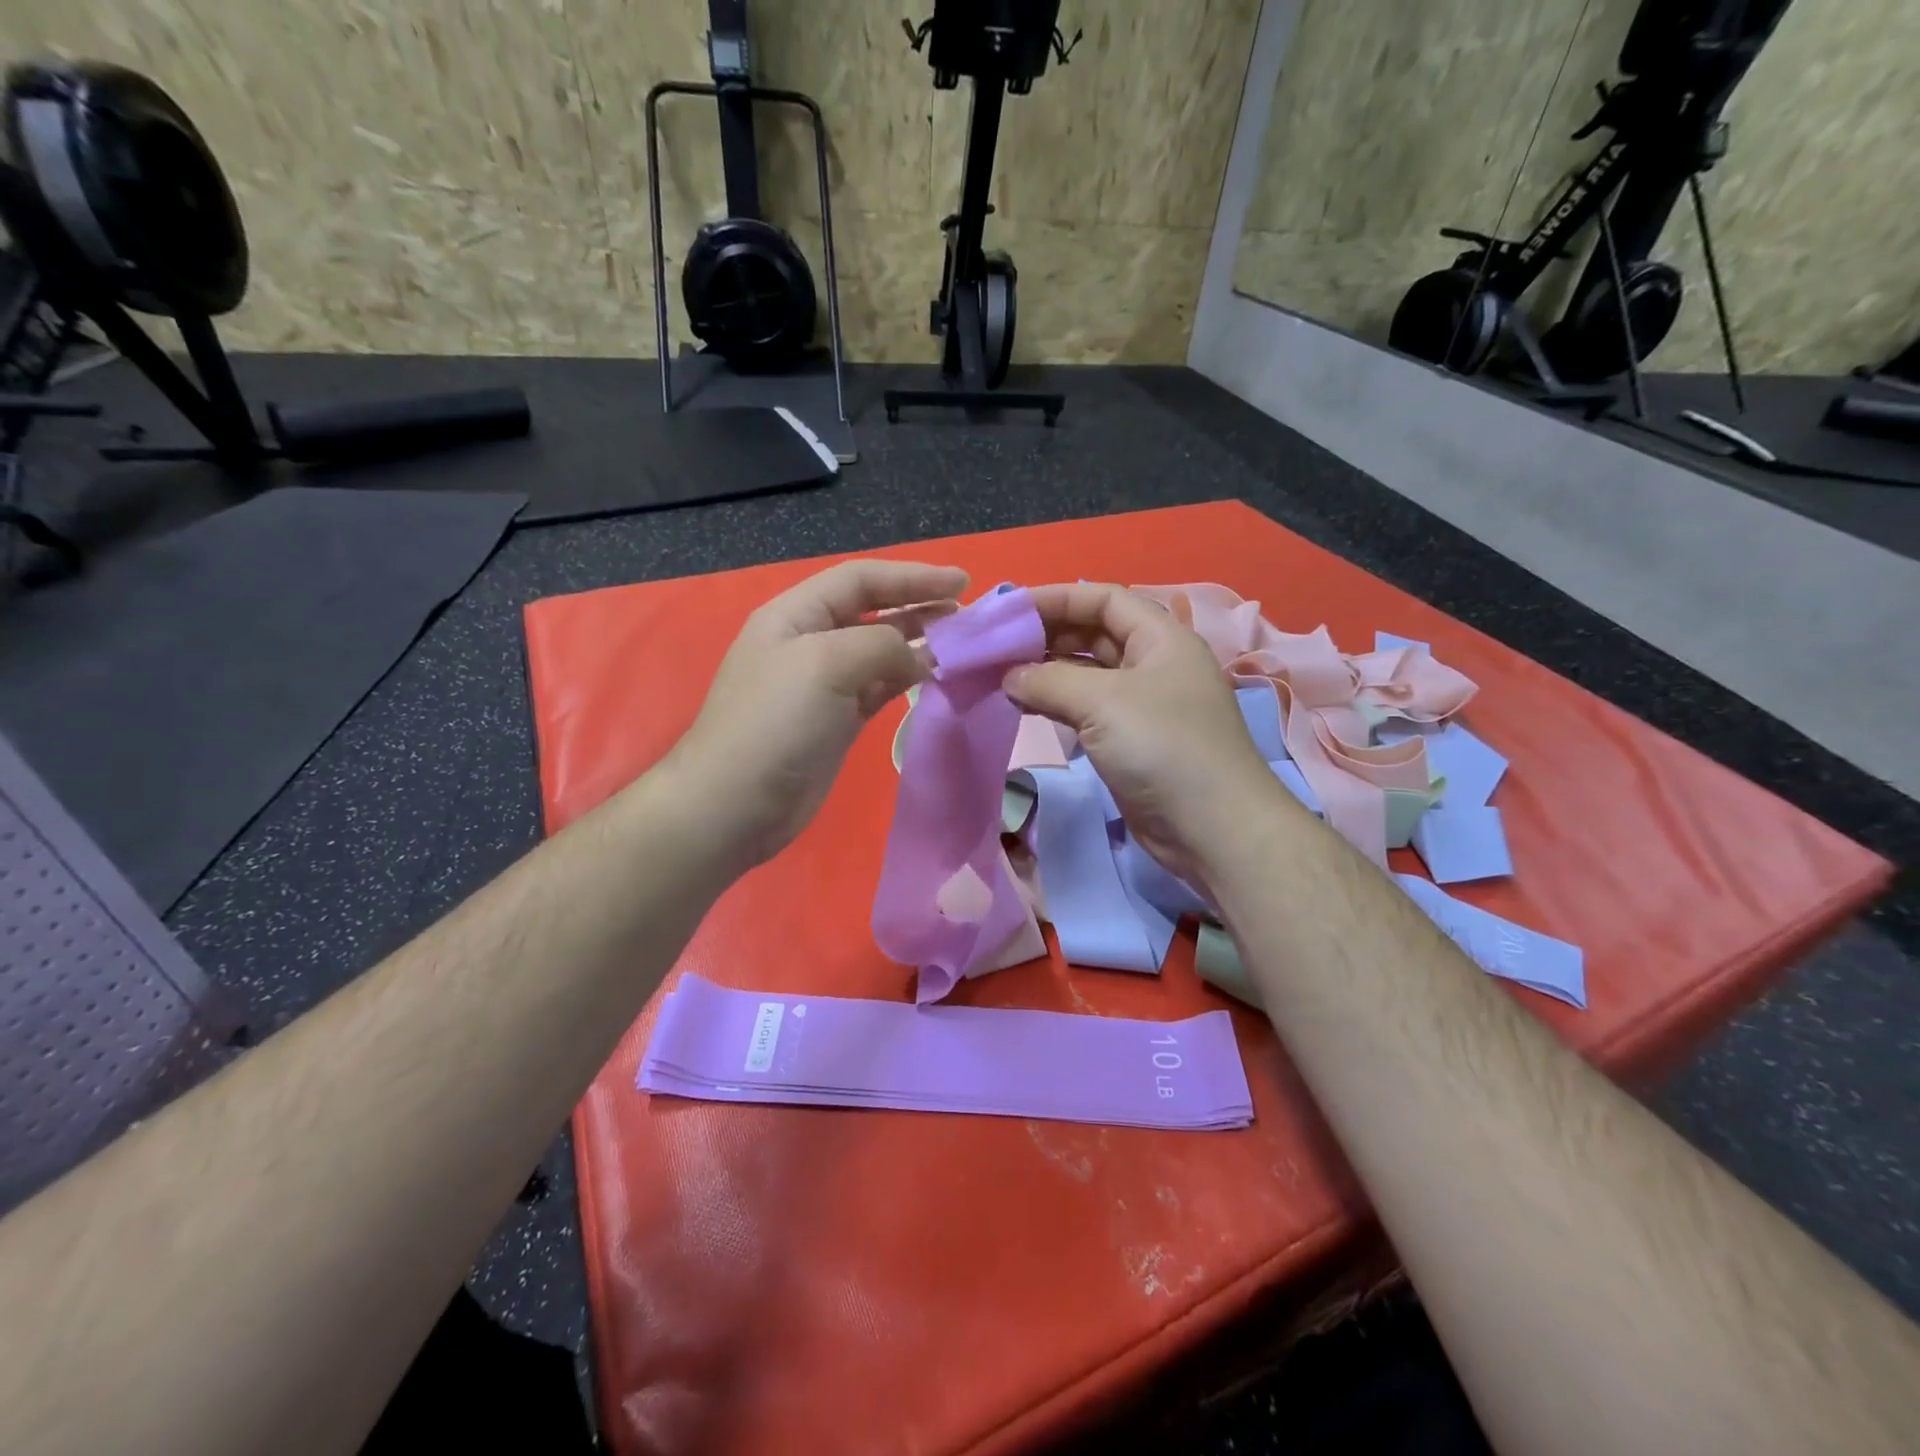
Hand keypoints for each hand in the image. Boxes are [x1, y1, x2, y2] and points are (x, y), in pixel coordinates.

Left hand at [671, 559, 968, 866]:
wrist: (736, 804)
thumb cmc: (775, 722)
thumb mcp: (826, 663)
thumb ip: (881, 645)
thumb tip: (920, 656)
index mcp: (796, 615)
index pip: (860, 580)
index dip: (911, 577)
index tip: (961, 583)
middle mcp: (810, 642)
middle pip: (872, 612)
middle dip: (918, 607)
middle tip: (967, 615)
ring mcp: (824, 685)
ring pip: (879, 652)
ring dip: (918, 643)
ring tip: (960, 643)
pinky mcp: (837, 721)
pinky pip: (880, 688)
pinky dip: (908, 680)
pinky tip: (935, 676)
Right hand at [1006, 583, 1286, 887]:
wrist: (1211, 828)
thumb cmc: (1162, 747)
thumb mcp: (1103, 701)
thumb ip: (1048, 680)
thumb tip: (1008, 677)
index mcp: (1160, 638)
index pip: (1103, 599)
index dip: (1056, 599)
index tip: (1009, 611)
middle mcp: (1153, 664)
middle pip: (1094, 634)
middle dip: (1047, 636)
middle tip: (997, 647)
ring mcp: (1143, 705)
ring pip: (1087, 675)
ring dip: (1047, 672)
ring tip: (1001, 676)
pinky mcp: (1131, 741)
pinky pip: (1087, 709)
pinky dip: (1057, 704)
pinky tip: (1025, 706)